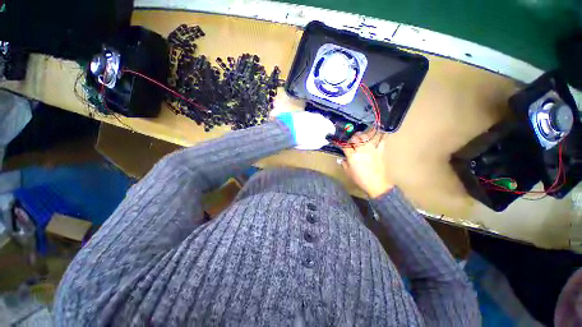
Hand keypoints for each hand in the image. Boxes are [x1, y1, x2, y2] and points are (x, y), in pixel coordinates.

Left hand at [276, 111, 334, 149]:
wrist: (288, 130)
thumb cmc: (305, 139)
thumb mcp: (316, 145)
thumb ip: (322, 142)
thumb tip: (326, 141)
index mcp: (325, 124)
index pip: (331, 127)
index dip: (330, 132)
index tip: (329, 136)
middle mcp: (319, 116)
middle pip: (323, 121)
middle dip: (322, 127)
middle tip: (320, 133)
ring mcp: (309, 113)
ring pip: (314, 119)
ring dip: (313, 124)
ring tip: (310, 131)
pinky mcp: (299, 113)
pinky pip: (306, 118)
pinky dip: (306, 122)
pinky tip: (302, 127)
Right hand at [341, 131, 393, 197]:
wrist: (376, 184)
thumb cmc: (360, 179)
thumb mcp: (348, 172)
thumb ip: (344, 164)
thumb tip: (342, 158)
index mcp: (352, 155)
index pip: (345, 145)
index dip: (340, 143)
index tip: (338, 141)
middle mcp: (361, 150)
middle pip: (355, 138)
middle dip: (351, 137)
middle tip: (350, 139)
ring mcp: (371, 149)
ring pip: (366, 136)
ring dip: (362, 135)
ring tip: (360, 136)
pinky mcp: (379, 151)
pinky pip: (381, 141)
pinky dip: (380, 135)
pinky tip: (379, 131)